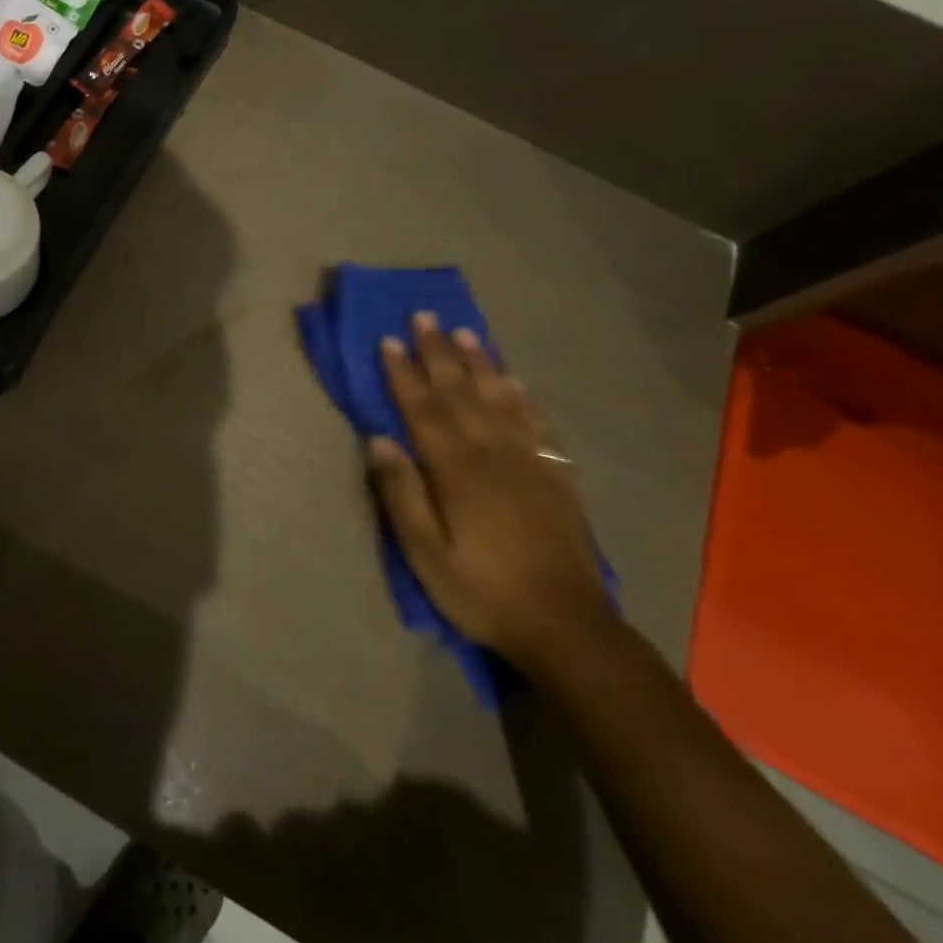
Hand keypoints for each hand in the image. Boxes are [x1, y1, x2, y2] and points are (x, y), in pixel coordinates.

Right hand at [366, 313, 604, 668]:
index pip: (423, 409)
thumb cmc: (482, 590)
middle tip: (424, 316)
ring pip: (499, 398)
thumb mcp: (426, 554)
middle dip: (439, 352)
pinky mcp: (555, 475)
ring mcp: (529, 461)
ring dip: (479, 362)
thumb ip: (401, 494)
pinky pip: (536, 423)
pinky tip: (512, 379)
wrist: (565, 626)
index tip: (389, 341)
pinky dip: (522, 396)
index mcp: (456, 470)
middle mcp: (492, 453)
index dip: (404, 374)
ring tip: (466, 332)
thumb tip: (377, 439)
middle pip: (460, 392)